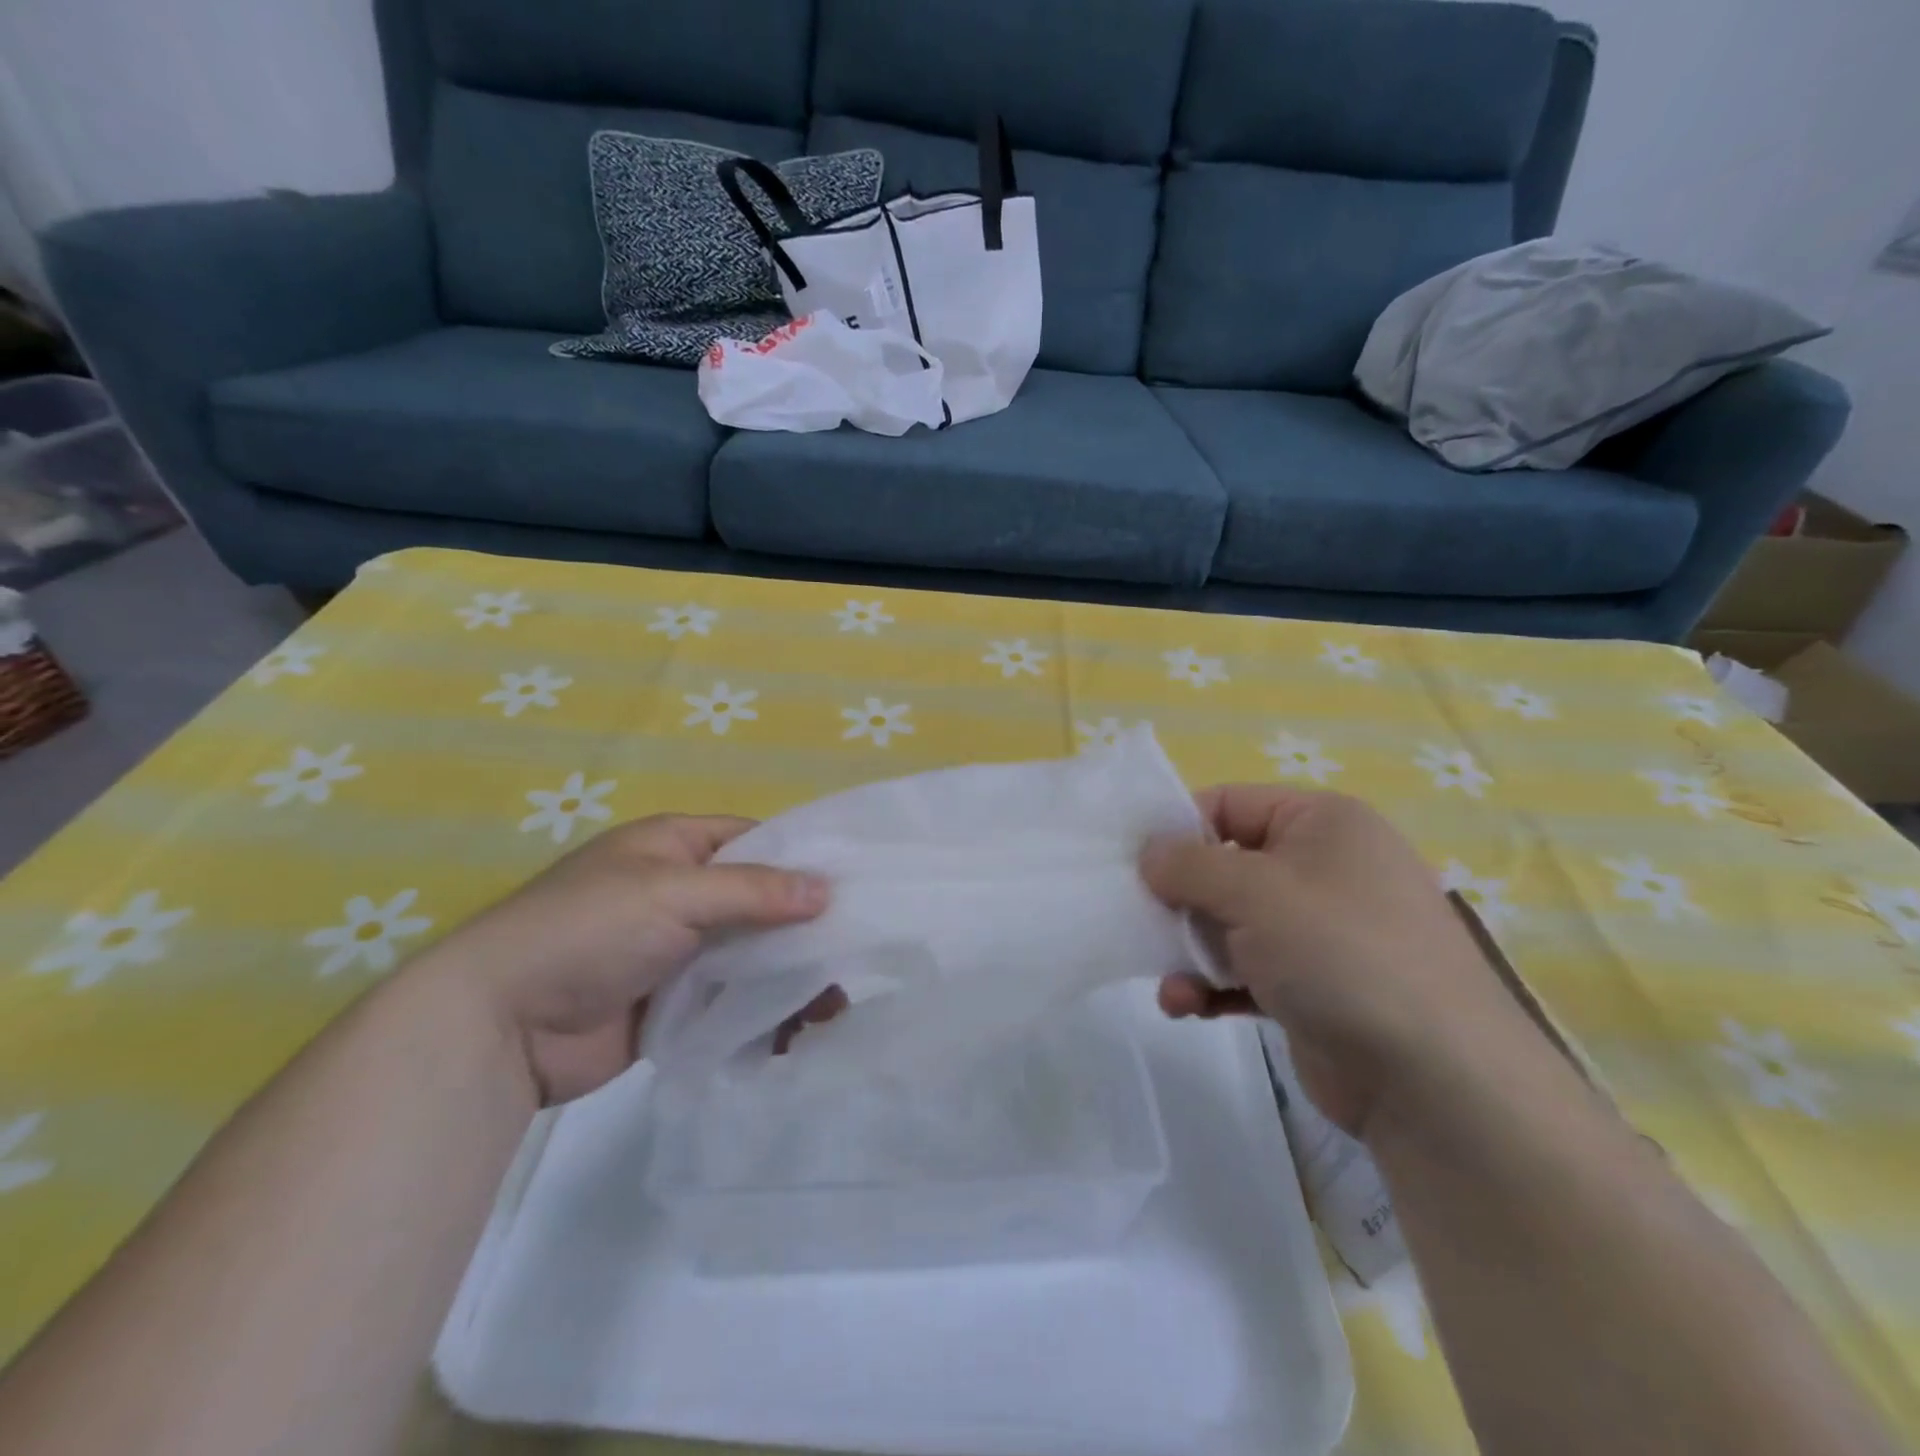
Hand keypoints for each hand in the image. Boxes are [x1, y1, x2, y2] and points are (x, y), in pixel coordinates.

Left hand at [411, 815, 830, 1104]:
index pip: (755, 840)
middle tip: (856, 952)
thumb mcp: (672, 894)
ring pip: (750, 952)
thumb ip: (752, 891)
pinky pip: (731, 997)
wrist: (499, 1026)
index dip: (801, 859)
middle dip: (804, 926)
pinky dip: (763, 1009)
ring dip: (789, 973)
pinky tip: (799, 1029)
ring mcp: (676, 949)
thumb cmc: (587, 931)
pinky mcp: (673, 1002)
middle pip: (759, 900)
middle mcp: (679, 892)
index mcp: (674, 846)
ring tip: (835, 1004)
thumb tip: (826, 891)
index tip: (853, 885)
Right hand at [1141, 786, 1530, 1138]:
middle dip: (1179, 898)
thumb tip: (1149, 854)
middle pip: (1224, 866)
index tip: (1133, 862)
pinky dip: (1212, 984)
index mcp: (1321, 823)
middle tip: (1140, 922)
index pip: (1229, 804)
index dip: (1177, 828)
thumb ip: (1188, 864)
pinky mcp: (1310, 986)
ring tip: (1169, 980)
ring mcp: (1319, 931)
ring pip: (1229, 923)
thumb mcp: (1253, 891)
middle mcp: (1322, 868)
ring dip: (1189, 949)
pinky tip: (1185, 1005)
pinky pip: (1245, 970)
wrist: (1436, 1081)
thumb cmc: (1340, 953)